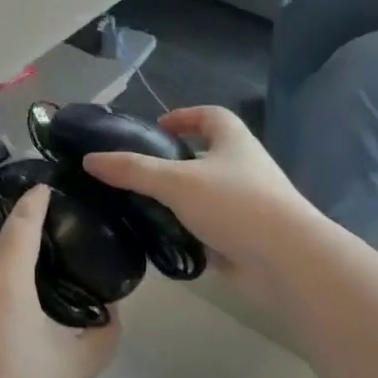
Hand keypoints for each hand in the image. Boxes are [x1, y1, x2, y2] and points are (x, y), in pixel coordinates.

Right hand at [82, 107, 310, 275]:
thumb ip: (133, 170)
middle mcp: (244, 168)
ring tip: (142, 205)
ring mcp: (248, 205)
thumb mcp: (176, 182)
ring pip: (207, 194)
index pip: (211, 116)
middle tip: (140, 171)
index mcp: (234, 142)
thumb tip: (90, 160)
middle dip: (176, 160)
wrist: (287, 261)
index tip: (157, 126)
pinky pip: (210, 228)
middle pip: (207, 155)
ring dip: (180, 198)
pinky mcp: (245, 238)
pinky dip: (189, 230)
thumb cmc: (235, 204)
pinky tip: (162, 240)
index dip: (185, 116)